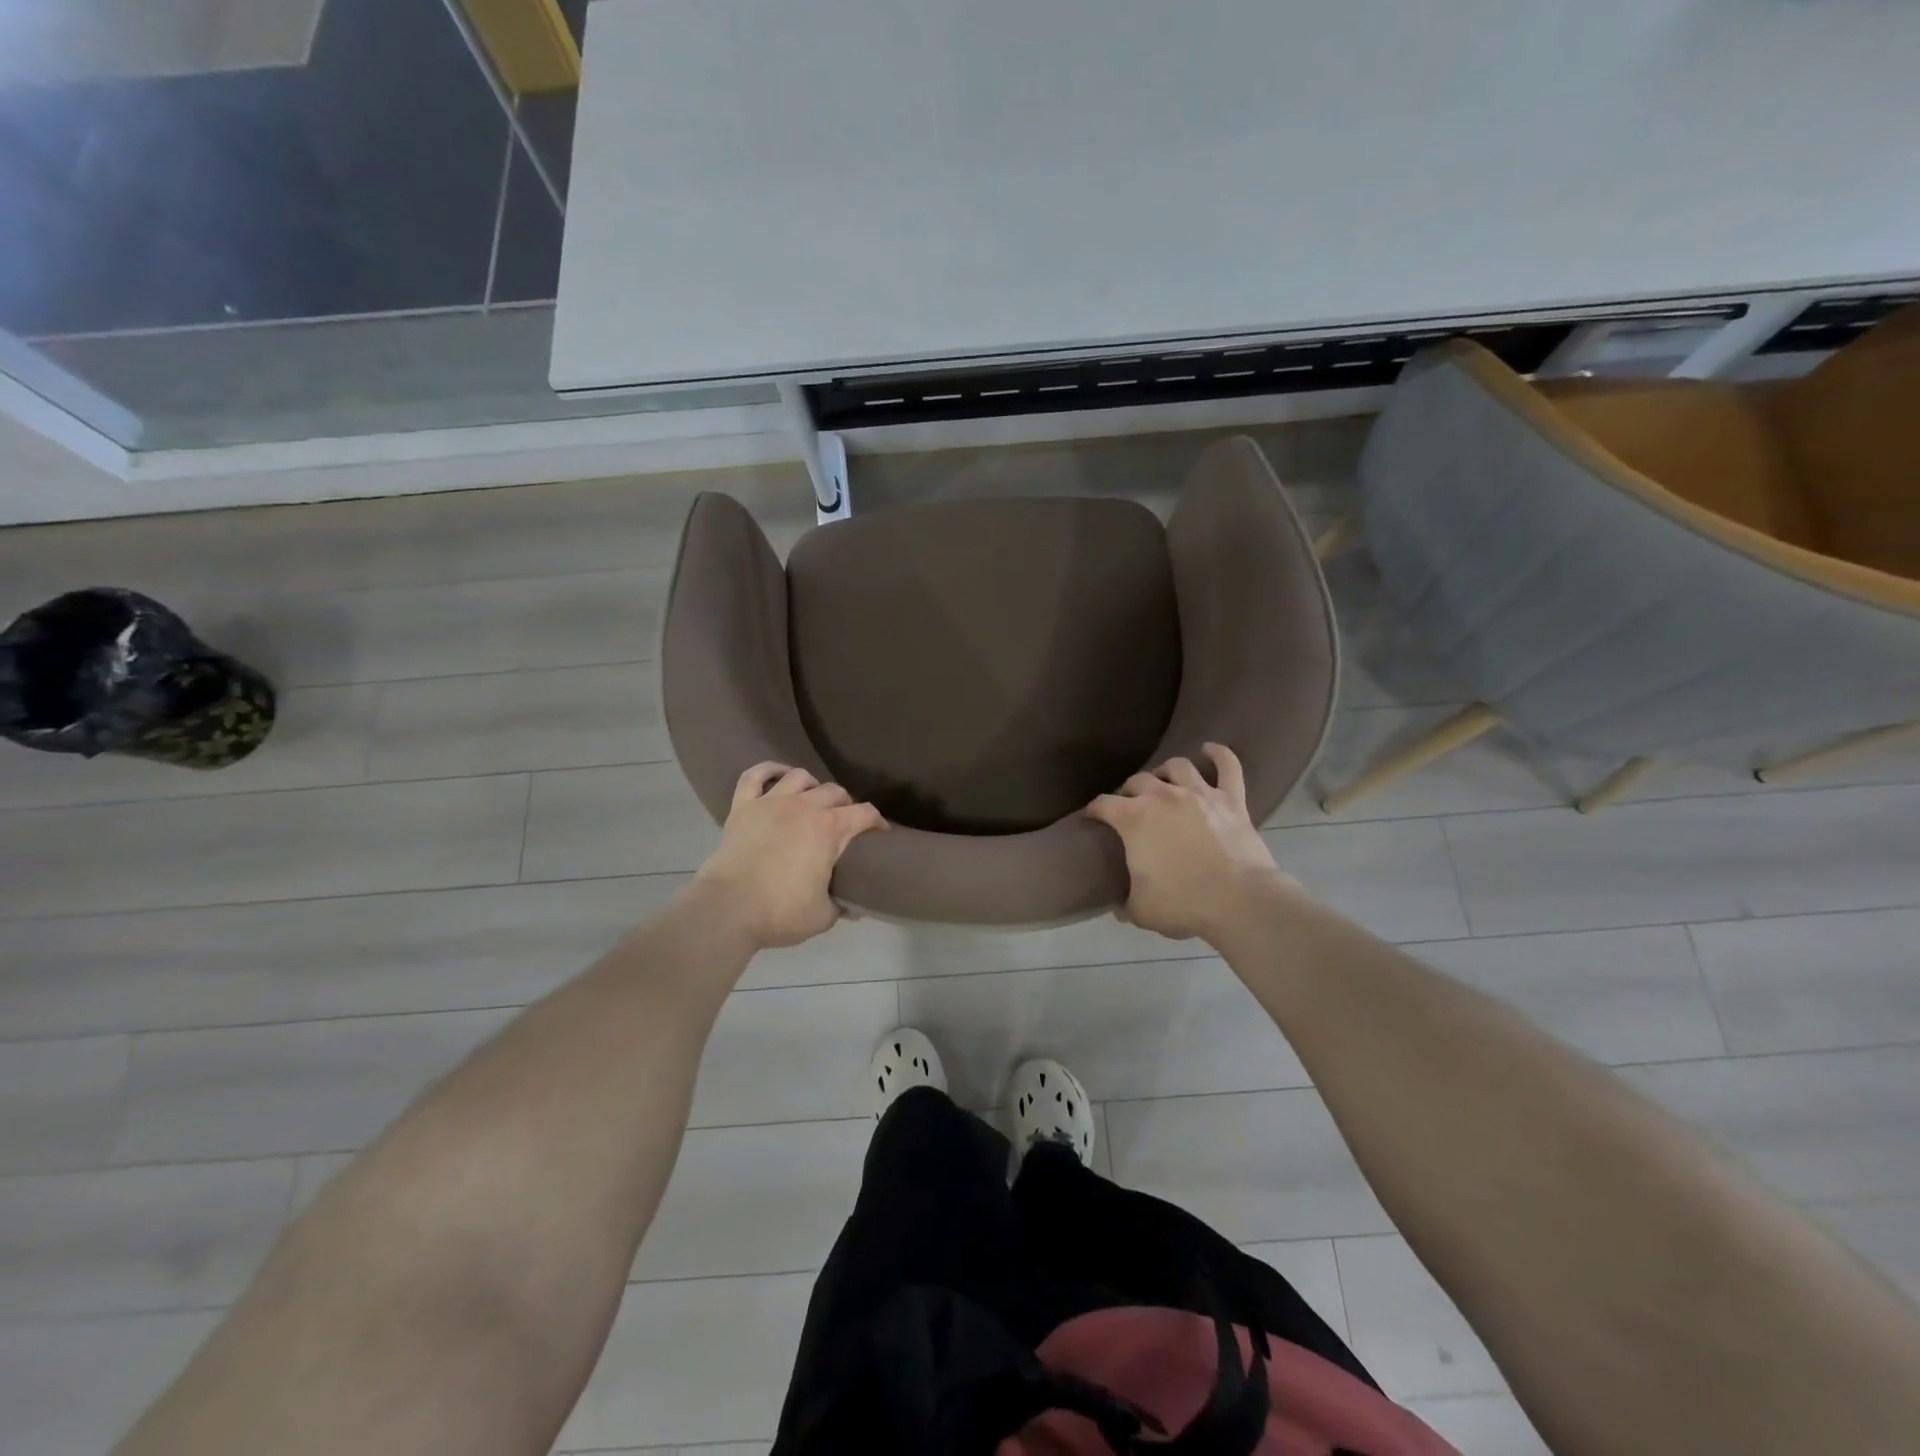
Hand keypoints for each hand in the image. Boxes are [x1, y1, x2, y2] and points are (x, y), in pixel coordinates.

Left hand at [691, 764, 885, 949]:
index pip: (864, 814)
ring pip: (799, 777)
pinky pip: (755, 776)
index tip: (880, 832)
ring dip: (812, 785)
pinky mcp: (742, 807)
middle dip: (846, 803)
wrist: (727, 909)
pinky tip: (778, 775)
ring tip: (813, 798)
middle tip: (845, 820)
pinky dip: (768, 770)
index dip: (877, 821)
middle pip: (834, 791)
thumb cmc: (780, 912)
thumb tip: (851, 907)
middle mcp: (804, 806)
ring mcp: (771, 802)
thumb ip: (839, 907)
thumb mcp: (822, 917)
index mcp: (830, 829)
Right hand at [1087, 743, 1297, 941]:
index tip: (1092, 818)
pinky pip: (1227, 767)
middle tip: (1130, 805)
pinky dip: (1219, 755)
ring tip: (1164, 780)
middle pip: (1138, 780)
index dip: (1094, 810)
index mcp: (1133, 819)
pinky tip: (1210, 749)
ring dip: (1166, 771)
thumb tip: (1118, 907)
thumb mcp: (1141, 911)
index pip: (1103, 805)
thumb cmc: (1184, 904)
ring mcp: (1200, 794)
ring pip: (1177, 766)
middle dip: (1129, 791)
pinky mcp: (1231, 800)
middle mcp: (1163, 796)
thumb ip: (1125, 904)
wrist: (1240, 902)